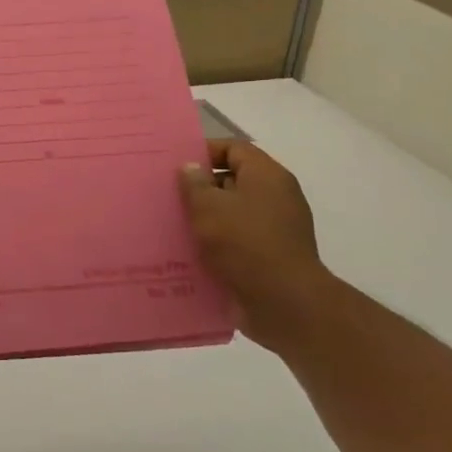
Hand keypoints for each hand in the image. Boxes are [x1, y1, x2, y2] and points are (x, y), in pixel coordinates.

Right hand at [181, 140, 329, 348]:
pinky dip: (216, 241)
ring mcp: (276, 228)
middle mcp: (276, 197)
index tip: (175, 164)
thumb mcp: (208, 206)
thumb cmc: (244, 243)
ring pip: (233, 212)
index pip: (234, 148)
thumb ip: (194, 183)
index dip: (204, 151)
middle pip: (233, 180)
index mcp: (267, 176)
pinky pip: (238, 239)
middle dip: (200, 186)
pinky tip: (190, 249)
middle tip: (167, 194)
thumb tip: (190, 168)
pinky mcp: (270, 256)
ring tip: (172, 222)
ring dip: (206, 216)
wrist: (284, 303)